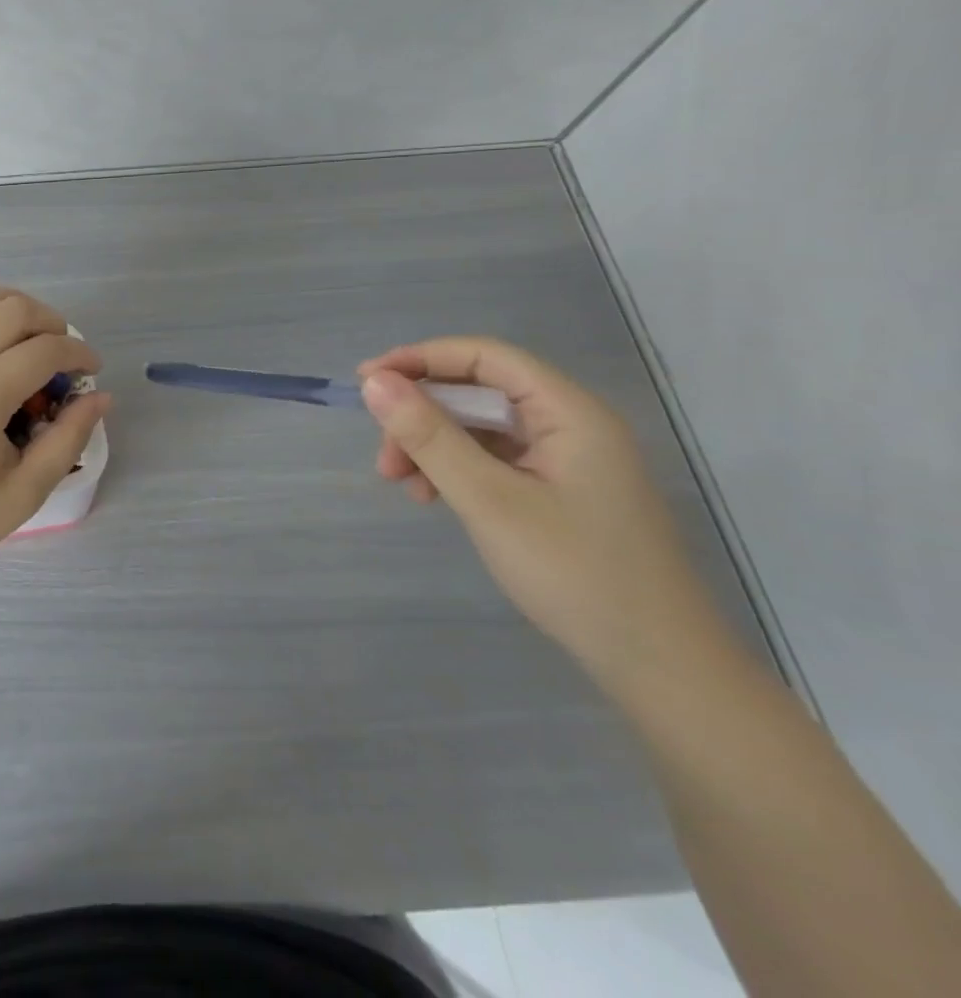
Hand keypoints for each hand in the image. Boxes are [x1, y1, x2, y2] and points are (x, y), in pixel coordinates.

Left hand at [0, 287, 109, 584]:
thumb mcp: (23, 493)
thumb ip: (67, 439)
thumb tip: (100, 397)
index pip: (44, 350)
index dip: (78, 353)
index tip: (92, 370)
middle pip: (10, 310)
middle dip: (50, 321)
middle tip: (64, 351)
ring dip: (4, 302)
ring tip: (24, 328)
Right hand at [358, 336, 733, 697]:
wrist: (660, 668)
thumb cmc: (576, 574)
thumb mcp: (488, 500)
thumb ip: (430, 436)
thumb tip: (374, 382)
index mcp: (569, 413)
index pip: (485, 357)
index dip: (421, 359)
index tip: (367, 381)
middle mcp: (570, 425)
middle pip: (478, 391)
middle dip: (421, 414)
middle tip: (382, 453)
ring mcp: (566, 459)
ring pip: (479, 427)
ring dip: (432, 445)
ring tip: (400, 482)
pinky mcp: (558, 490)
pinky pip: (492, 458)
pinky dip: (454, 469)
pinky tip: (431, 496)